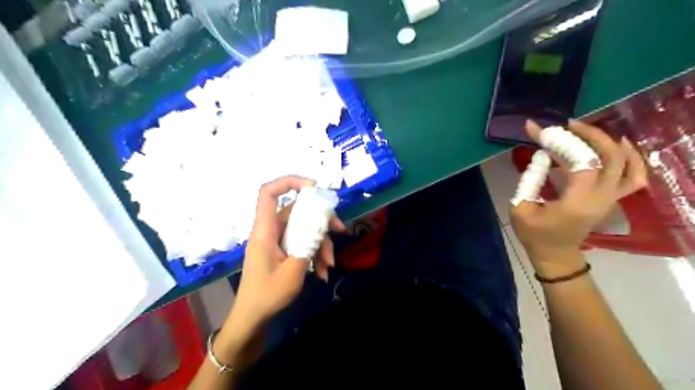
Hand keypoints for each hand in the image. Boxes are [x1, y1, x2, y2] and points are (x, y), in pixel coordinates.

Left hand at [226, 177, 343, 337]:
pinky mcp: (283, 250)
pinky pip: (302, 243)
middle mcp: (271, 231)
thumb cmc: (267, 295)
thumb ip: (308, 245)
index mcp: (265, 231)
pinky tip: (323, 272)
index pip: (269, 193)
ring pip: (304, 229)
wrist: (253, 318)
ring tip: (329, 265)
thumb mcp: (293, 272)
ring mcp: (278, 241)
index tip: (314, 187)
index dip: (289, 182)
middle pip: (297, 212)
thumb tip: (321, 228)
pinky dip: (315, 254)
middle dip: (321, 220)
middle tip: (340, 230)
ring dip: (320, 244)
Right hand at [509, 121, 645, 275]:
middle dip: (589, 136)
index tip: (541, 131)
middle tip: (566, 125)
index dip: (563, 142)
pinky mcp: (611, 199)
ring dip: (609, 142)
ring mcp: (611, 199)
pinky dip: (630, 158)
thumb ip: (530, 180)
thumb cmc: (534, 234)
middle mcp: (601, 198)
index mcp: (576, 203)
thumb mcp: (520, 208)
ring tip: (587, 131)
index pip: (581, 162)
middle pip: (610, 157)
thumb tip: (541, 155)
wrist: (554, 254)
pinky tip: (618, 145)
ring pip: (627, 164)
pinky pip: (634, 176)